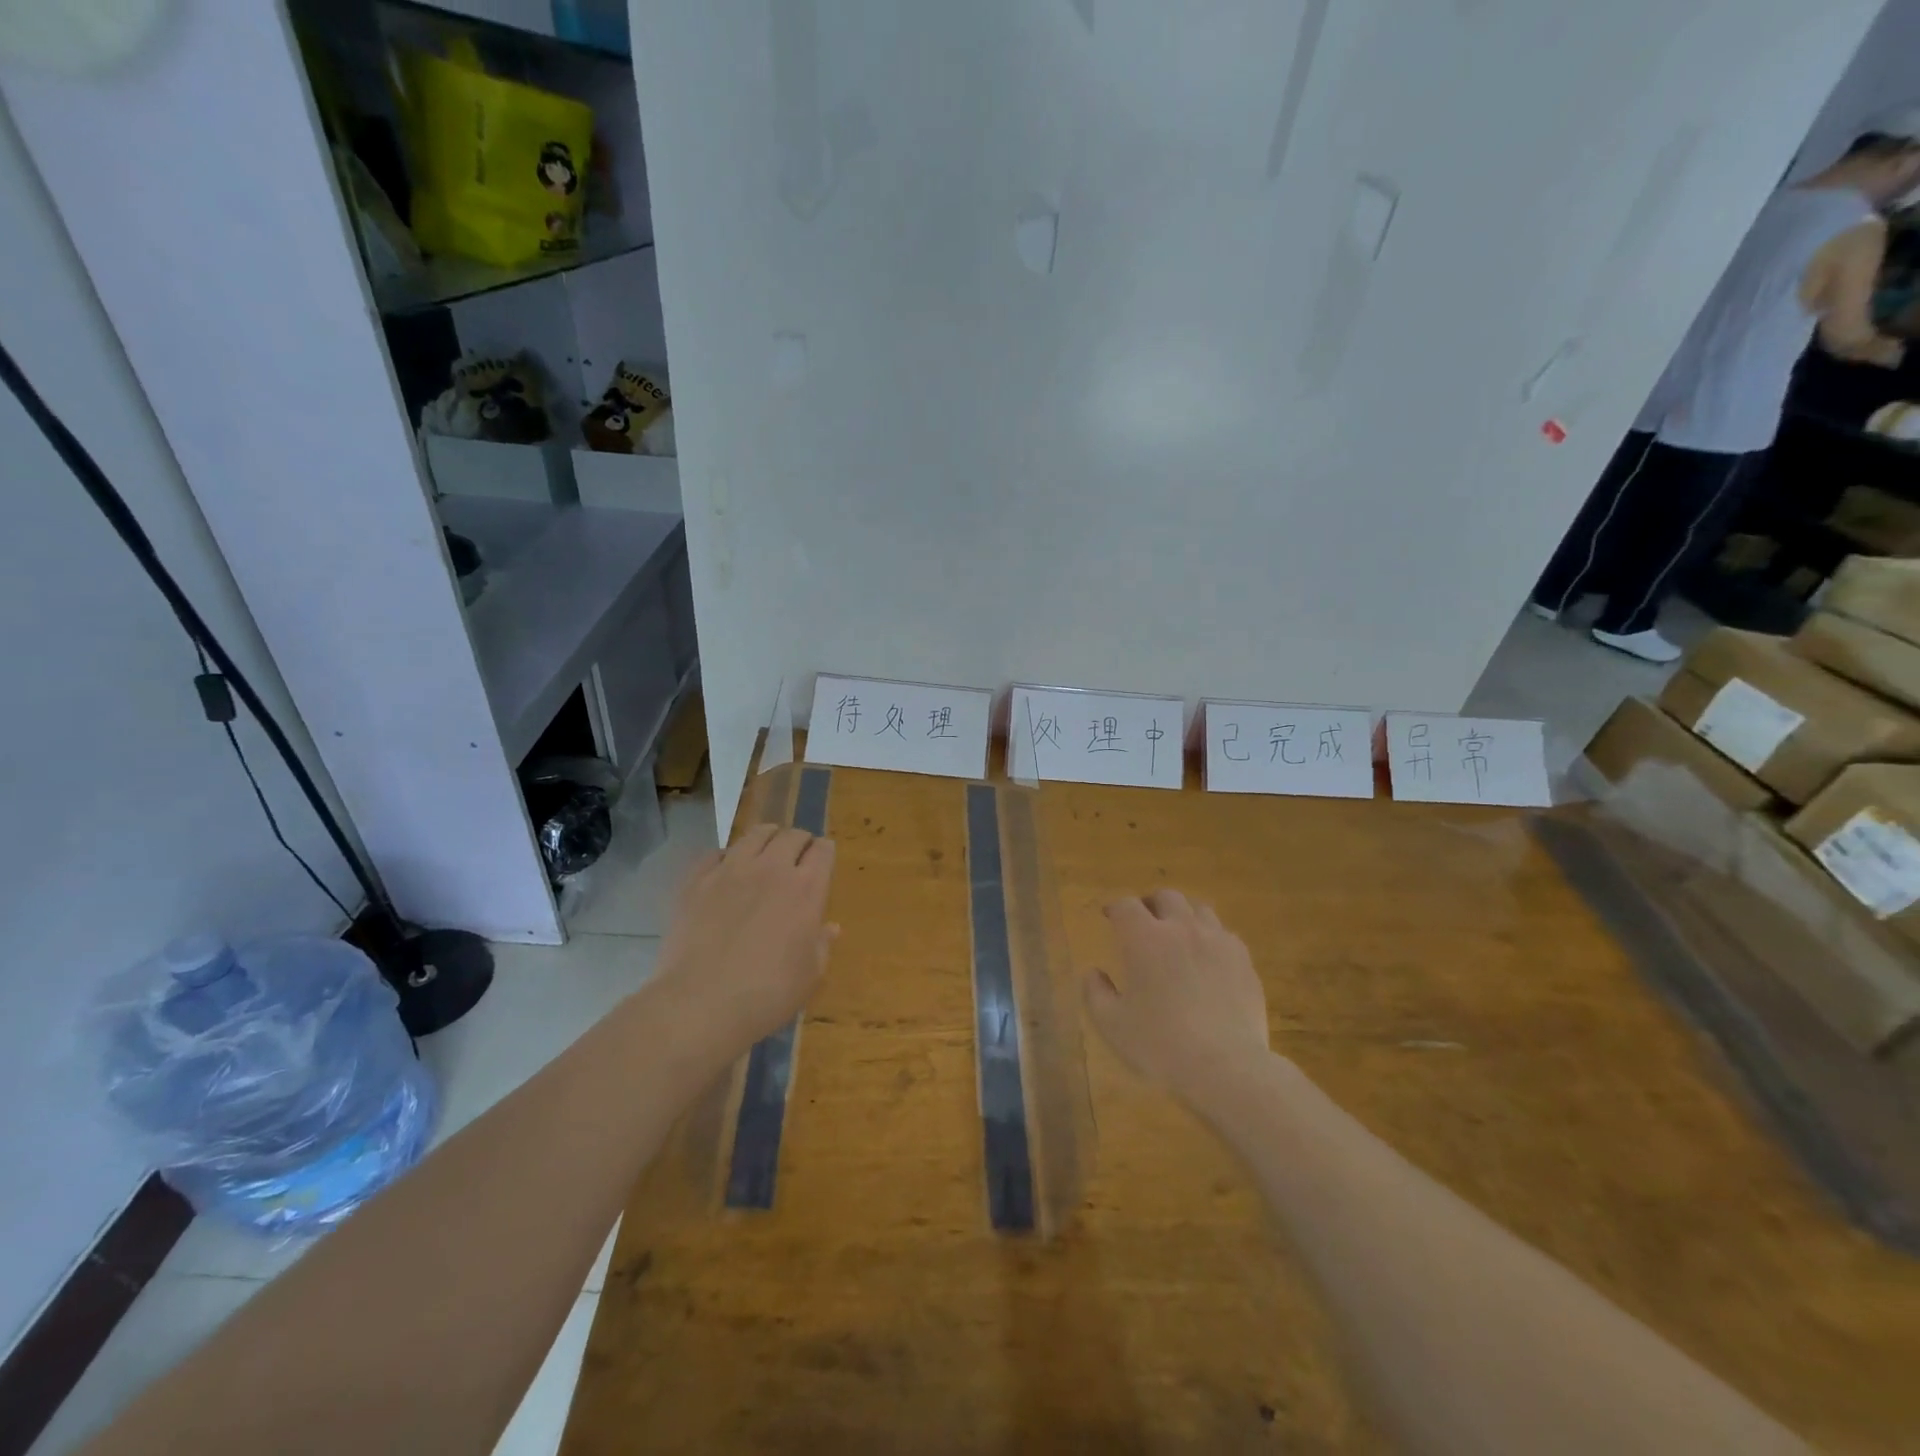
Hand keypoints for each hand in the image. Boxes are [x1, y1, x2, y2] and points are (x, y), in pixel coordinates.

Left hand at [653, 824, 837, 1061]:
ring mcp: (731, 870)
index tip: (822, 862)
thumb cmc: (767, 995)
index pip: (823, 851)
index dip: (825, 852)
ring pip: (755, 835)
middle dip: (799, 842)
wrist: (700, 1004)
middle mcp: (771, 869)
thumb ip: (822, 945)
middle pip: (791, 836)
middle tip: (797, 858)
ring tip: (765, 854)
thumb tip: (830, 927)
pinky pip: (717, 853)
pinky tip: (726, 873)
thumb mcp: (809, 976)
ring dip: (767, 839)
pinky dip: (728, 857)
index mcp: (806, 890)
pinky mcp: (696, 880)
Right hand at [1083, 889, 1269, 1101]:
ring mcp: (1217, 942)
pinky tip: (1208, 958)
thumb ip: (1096, 993)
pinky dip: (1211, 937)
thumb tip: (1094, 973)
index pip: (1126, 906)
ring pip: (1199, 910)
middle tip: (1144, 920)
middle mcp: (1181, 929)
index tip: (1109, 916)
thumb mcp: (1112, 1025)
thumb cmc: (1160, 1046)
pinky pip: (1225, 935)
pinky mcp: (1244, 961)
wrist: (1226, 1067)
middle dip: (1151, 903)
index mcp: (1144, 939)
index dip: (1115, 907)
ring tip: (1178, 934)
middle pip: (1166, 897)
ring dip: (1184, 916)